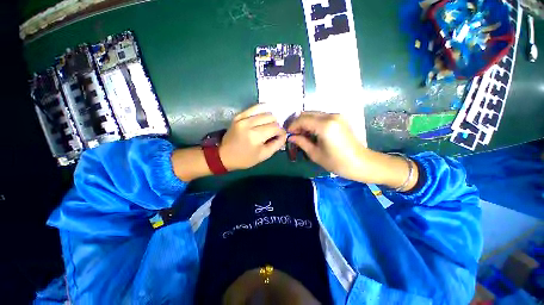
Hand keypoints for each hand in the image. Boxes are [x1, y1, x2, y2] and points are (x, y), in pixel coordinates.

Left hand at [220, 104, 286, 170]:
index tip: (280, 136)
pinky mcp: (239, 115)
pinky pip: (254, 107)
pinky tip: (263, 116)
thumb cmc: (245, 158)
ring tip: (268, 125)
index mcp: (255, 136)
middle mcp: (249, 124)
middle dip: (276, 125)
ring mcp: (242, 118)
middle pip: (271, 117)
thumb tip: (284, 135)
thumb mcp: (264, 155)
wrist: (224, 155)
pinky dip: (262, 110)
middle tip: (273, 132)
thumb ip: (277, 144)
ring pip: (265, 110)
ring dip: (270, 118)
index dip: (281, 132)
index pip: (275, 128)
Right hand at [287, 112, 366, 179]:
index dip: (293, 126)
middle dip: (298, 123)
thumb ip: (301, 142)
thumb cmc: (337, 162)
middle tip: (294, 134)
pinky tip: (312, 133)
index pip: (302, 119)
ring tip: (302, 135)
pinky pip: (321, 117)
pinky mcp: (340, 118)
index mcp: (325, 126)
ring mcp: (337, 116)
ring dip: (305, 122)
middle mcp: (331, 116)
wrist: (361, 163)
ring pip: (314, 114)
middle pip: (307, 113)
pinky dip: (313, 123)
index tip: (288, 134)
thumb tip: (290, 137)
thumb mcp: (315, 154)